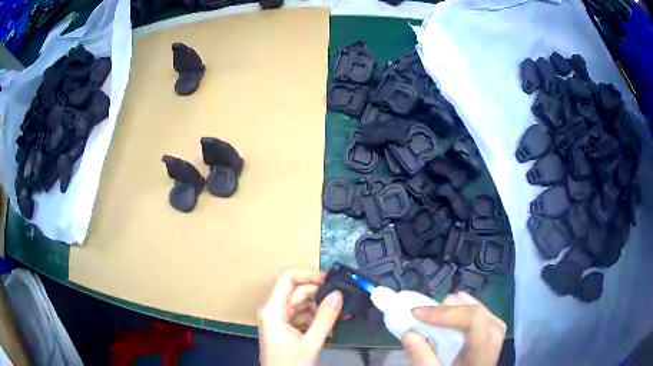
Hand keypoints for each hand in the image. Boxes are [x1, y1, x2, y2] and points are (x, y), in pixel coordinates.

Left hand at [259, 268, 342, 365]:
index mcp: (273, 309)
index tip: (330, 280)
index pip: (287, 278)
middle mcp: (274, 310)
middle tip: (342, 301)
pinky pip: (303, 316)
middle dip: (320, 294)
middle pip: (297, 291)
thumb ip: (325, 318)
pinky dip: (316, 319)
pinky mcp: (286, 327)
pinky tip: (329, 329)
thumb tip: (339, 293)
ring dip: (320, 309)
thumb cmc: (290, 363)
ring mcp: (280, 319)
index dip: (308, 274)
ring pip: (302, 304)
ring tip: (338, 318)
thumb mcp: (311, 342)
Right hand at [402, 291, 505, 365]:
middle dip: (444, 310)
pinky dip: (457, 311)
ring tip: (434, 323)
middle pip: (471, 308)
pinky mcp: (490, 323)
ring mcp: (495, 325)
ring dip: (450, 310)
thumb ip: (423, 359)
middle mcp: (495, 332)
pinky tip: (446, 324)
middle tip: (422, 319)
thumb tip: (409, 334)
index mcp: (485, 349)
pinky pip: (474, 307)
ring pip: (472, 303)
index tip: (416, 313)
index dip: (444, 313)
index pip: (473, 318)